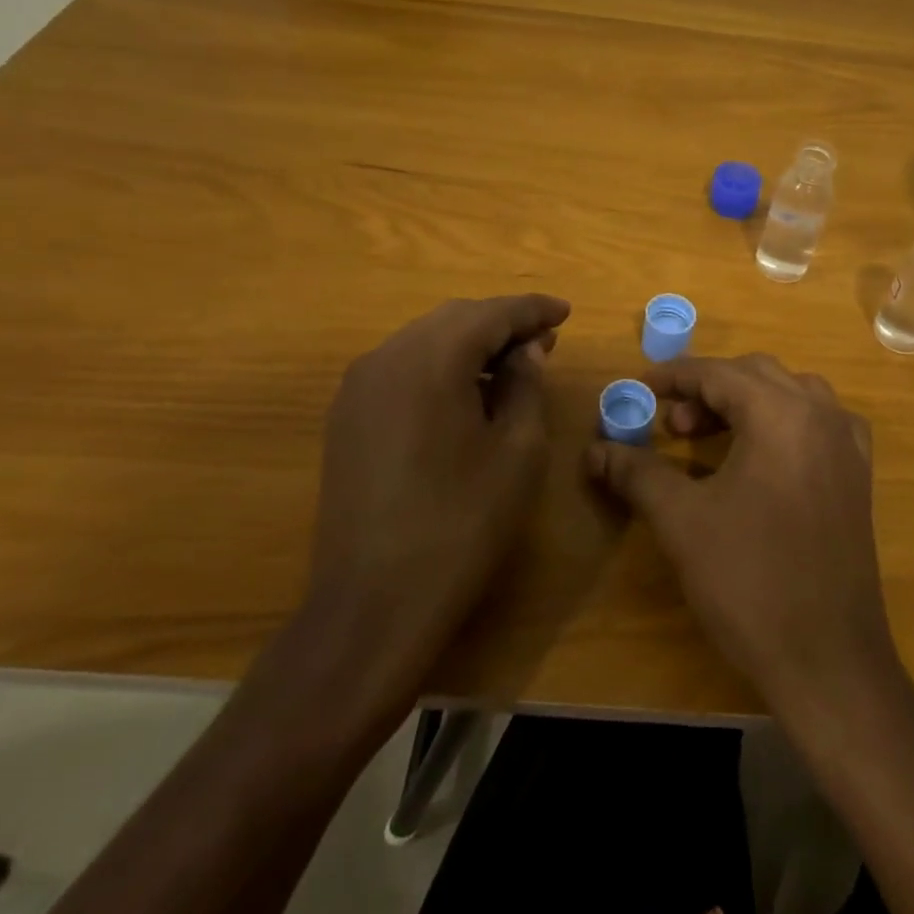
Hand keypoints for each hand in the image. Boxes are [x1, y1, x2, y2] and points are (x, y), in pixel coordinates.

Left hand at [304, 294, 570, 695]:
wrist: (373, 603)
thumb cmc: (462, 524)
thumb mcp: (517, 451)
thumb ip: (526, 385)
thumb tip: (527, 351)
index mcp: (430, 360)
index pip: (491, 314)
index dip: (532, 310)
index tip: (566, 312)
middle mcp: (386, 358)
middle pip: (454, 319)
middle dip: (502, 324)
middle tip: (544, 342)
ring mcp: (358, 388)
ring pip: (424, 341)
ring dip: (470, 344)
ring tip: (511, 366)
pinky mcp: (346, 418)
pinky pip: (401, 369)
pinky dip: (440, 367)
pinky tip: (466, 394)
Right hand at [586, 353, 897, 714]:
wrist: (828, 660)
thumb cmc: (749, 581)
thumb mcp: (681, 521)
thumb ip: (636, 473)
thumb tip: (594, 449)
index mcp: (782, 413)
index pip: (719, 373)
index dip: (673, 377)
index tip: (638, 389)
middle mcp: (822, 414)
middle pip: (756, 375)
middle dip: (707, 389)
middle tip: (670, 424)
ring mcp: (847, 445)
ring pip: (790, 395)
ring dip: (745, 403)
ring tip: (706, 438)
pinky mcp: (858, 475)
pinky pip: (817, 424)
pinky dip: (781, 423)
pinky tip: (761, 456)